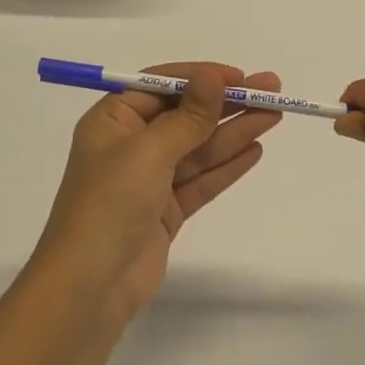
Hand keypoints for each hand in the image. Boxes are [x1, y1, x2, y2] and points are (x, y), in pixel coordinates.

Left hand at [33, 63, 282, 317]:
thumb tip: (212, 75)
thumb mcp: (149, 152)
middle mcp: (130, 145)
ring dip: (235, 131)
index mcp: (113, 121)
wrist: (89, 289)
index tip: (240, 77)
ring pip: (199, 148)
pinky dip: (227, 166)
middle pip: (186, 115)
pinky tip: (255, 150)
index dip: (201, 78)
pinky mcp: (165, 210)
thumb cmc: (110, 205)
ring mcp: (149, 180)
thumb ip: (188, 117)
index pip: (161, 86)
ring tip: (274, 115)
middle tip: (272, 90)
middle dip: (227, 103)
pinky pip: (201, 180)